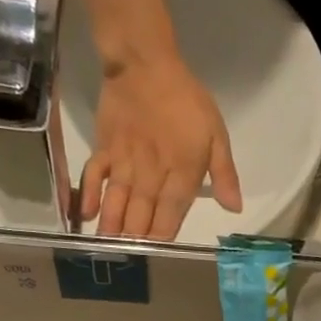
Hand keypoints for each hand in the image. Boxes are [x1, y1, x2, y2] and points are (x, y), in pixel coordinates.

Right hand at [81, 52, 242, 238]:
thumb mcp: (216, 133)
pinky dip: (89, 194)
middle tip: (131, 259)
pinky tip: (86, 214)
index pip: (172, 212)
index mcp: (181, 171)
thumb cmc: (186, 99)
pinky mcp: (105, 147)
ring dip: (114, 226)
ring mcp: (125, 161)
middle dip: (137, 237)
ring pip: (119, 200)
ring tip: (108, 247)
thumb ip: (224, 173)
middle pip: (142, 212)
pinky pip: (95, 174)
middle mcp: (151, 172)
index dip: (164, 234)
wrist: (144, 62)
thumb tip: (234, 208)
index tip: (159, 253)